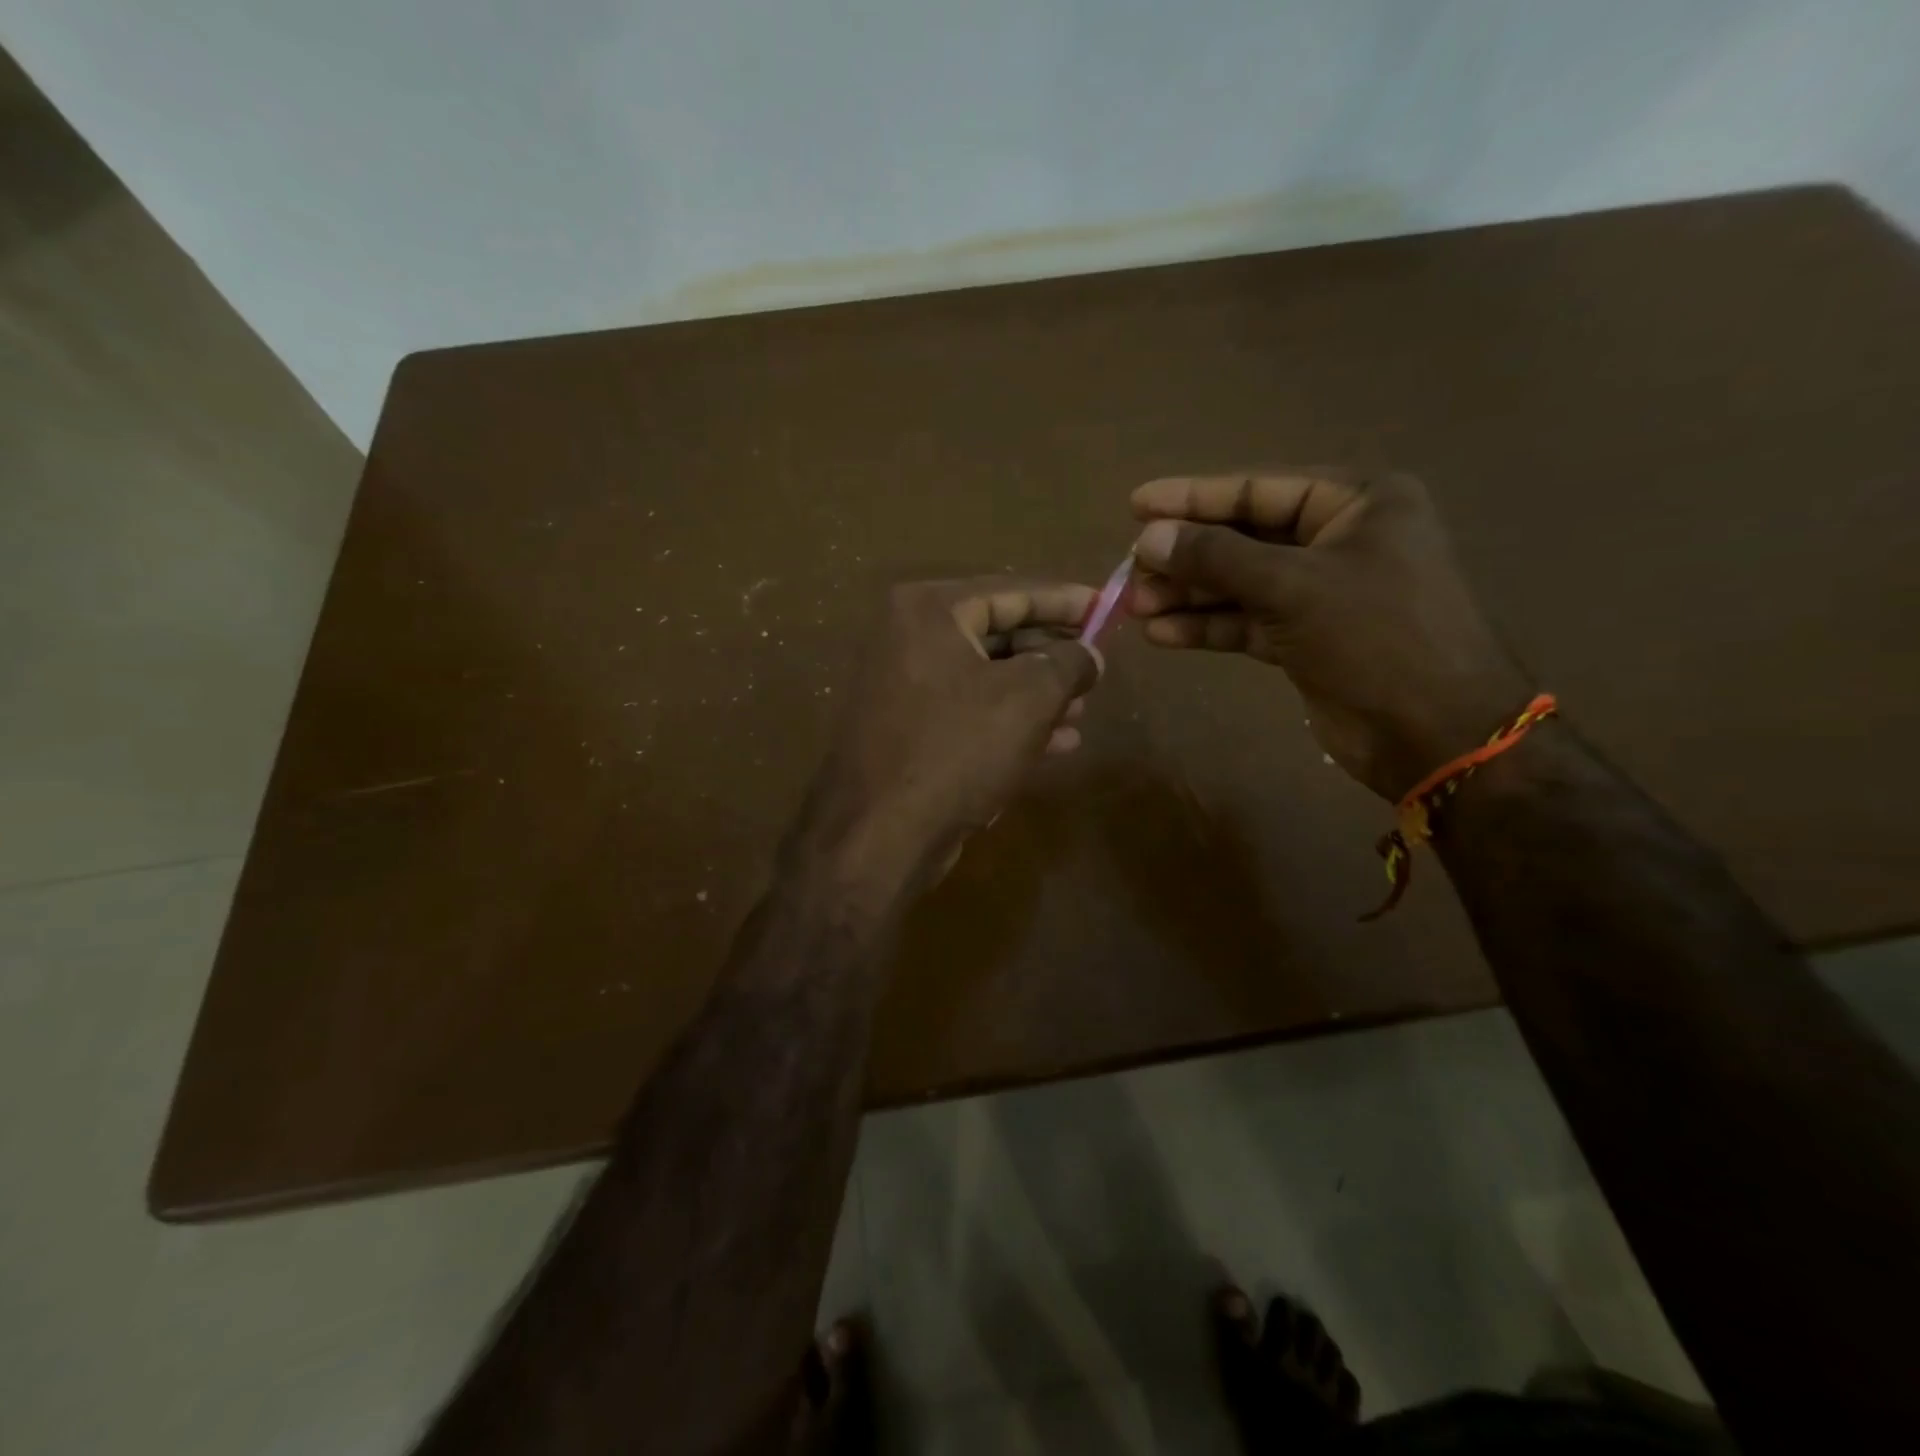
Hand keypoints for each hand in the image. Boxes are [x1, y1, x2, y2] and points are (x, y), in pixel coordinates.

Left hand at [796, 578, 1102, 890]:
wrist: (881, 834)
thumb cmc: (957, 749)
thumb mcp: (1029, 698)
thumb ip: (1069, 663)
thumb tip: (1090, 654)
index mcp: (928, 610)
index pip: (1011, 591)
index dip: (1065, 600)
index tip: (1106, 606)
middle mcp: (907, 638)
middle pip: (998, 633)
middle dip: (1052, 654)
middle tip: (1097, 668)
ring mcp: (903, 686)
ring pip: (987, 678)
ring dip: (1038, 693)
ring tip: (1084, 710)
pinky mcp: (907, 729)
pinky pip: (970, 711)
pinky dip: (1011, 721)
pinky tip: (1058, 742)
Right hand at [1129, 471, 1531, 799]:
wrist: (1434, 733)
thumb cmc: (1377, 637)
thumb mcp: (1293, 586)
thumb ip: (1217, 558)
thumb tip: (1147, 538)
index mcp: (1358, 502)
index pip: (1259, 489)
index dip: (1193, 497)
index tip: (1136, 505)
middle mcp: (1339, 540)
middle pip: (1244, 538)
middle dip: (1186, 556)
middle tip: (1131, 571)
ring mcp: (1321, 593)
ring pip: (1240, 584)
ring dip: (1188, 595)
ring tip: (1134, 605)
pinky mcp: (1306, 638)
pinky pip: (1246, 622)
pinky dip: (1207, 627)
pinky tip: (1162, 633)